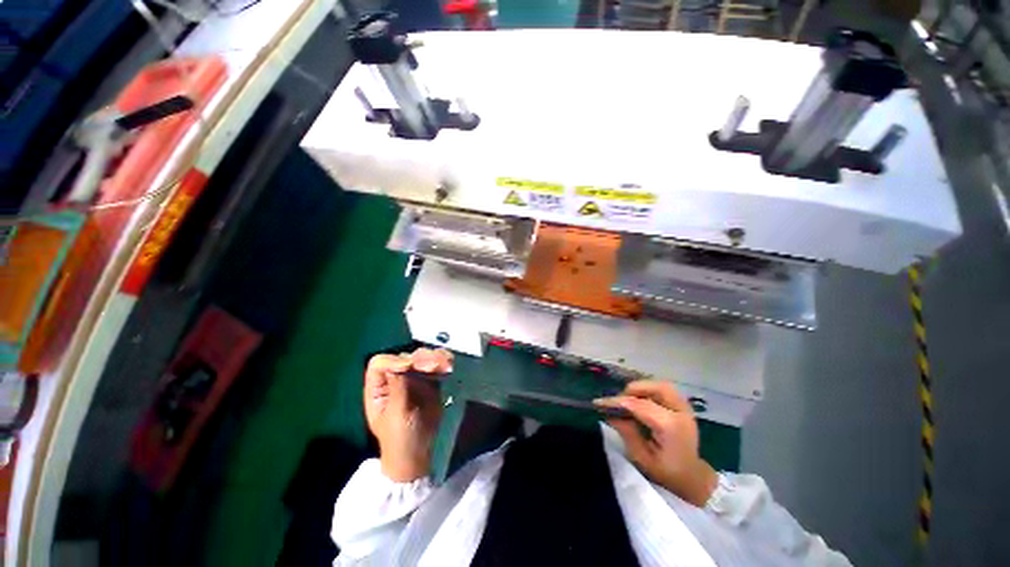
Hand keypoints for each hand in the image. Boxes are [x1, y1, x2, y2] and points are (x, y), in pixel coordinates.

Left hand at [364, 348, 452, 481]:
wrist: (418, 452)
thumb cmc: (399, 438)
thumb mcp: (396, 415)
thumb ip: (398, 388)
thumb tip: (401, 363)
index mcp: (379, 386)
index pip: (380, 363)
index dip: (394, 361)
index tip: (409, 366)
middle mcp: (395, 377)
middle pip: (405, 356)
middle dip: (420, 358)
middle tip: (435, 366)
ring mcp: (413, 377)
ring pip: (423, 357)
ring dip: (435, 357)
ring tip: (447, 366)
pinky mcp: (430, 380)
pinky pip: (437, 365)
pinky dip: (444, 361)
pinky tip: (450, 365)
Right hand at [595, 381, 717, 506]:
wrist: (692, 478)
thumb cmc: (667, 473)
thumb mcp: (642, 458)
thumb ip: (627, 433)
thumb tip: (610, 414)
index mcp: (671, 427)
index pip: (640, 405)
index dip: (618, 401)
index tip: (599, 402)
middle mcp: (681, 413)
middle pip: (656, 388)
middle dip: (633, 390)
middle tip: (619, 401)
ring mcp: (685, 408)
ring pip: (661, 385)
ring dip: (643, 388)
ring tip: (629, 399)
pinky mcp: (683, 406)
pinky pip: (665, 390)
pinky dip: (650, 390)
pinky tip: (641, 400)